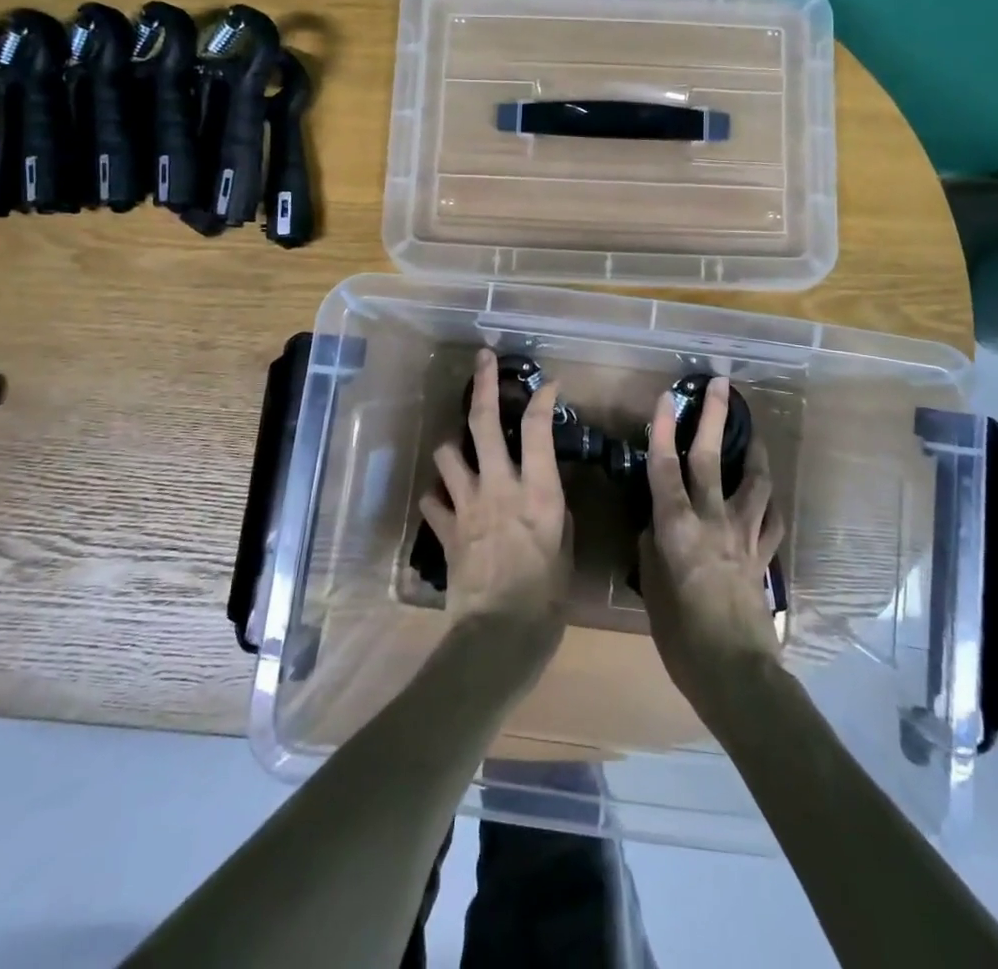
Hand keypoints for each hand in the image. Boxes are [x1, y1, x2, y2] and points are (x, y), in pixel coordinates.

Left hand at [421, 350, 572, 653]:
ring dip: (454, 446)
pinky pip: (433, 500)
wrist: (497, 638)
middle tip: (483, 360)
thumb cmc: (545, 600)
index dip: (541, 399)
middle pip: (483, 422)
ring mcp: (467, 505)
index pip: (537, 429)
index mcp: (537, 492)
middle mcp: (499, 487)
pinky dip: (439, 496)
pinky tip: (446, 500)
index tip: (547, 384)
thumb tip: (546, 498)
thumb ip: (555, 515)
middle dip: (483, 384)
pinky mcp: (445, 529)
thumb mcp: (565, 552)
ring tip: (461, 449)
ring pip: (448, 453)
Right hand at [639, 377, 785, 723]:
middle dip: (714, 417)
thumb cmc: (682, 638)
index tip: (667, 396)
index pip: (665, 467)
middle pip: (711, 458)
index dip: (664, 429)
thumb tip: (656, 526)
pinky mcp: (763, 556)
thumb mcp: (653, 590)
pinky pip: (771, 519)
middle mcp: (712, 520)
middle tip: (721, 384)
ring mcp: (744, 536)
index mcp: (677, 527)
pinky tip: (767, 495)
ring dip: (753, 452)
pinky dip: (769, 502)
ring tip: (753, 433)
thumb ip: (653, 549)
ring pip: (753, 481)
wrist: (736, 673)